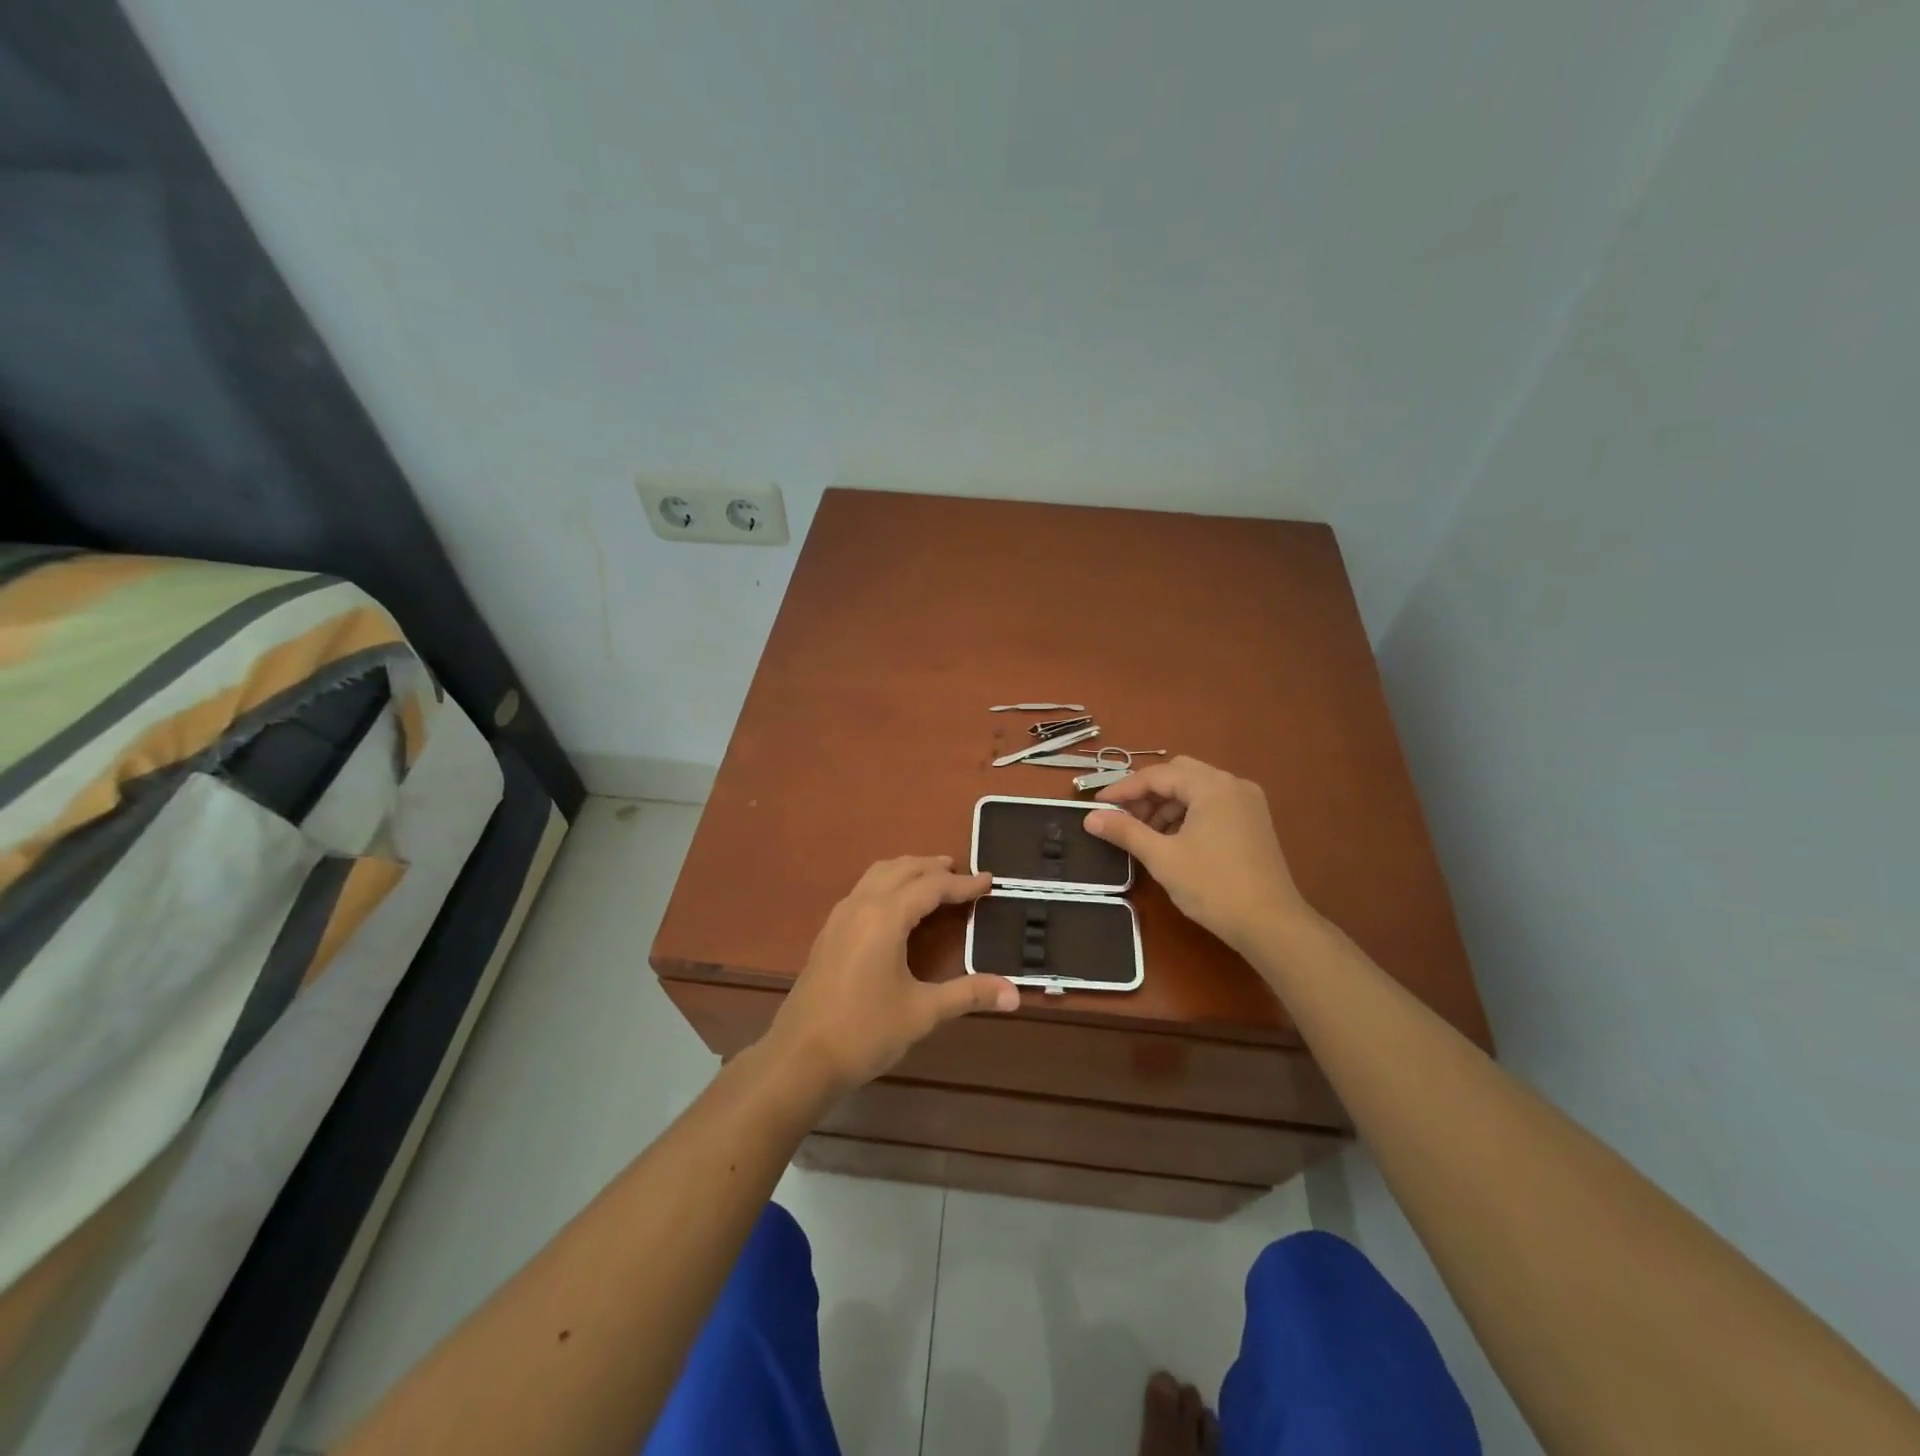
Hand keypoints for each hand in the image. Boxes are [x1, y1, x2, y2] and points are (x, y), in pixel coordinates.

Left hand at [764, 856, 1017, 1094]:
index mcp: (885, 917)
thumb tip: (1015, 994)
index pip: (931, 887)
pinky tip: (897, 906)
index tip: (989, 881)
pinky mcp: (829, 933)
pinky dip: (887, 883)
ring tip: (933, 878)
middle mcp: (861, 905)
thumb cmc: (864, 1032)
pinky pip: (863, 890)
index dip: (963, 884)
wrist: (799, 1057)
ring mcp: (840, 917)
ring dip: (908, 870)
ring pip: (878, 875)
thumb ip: (968, 995)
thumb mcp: (922, 1013)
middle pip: (902, 869)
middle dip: (934, 868)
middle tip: (963, 875)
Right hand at [1084, 757, 1317, 954]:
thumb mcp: (1162, 857)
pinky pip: (1212, 804)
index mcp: (1212, 786)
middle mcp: (1233, 784)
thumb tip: (1090, 818)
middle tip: (1124, 818)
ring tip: (1145, 834)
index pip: (1158, 775)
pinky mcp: (1254, 822)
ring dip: (1167, 805)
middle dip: (1147, 794)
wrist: (1270, 924)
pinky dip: (1188, 814)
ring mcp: (1248, 802)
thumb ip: (1124, 831)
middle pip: (1179, 774)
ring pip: (1196, 789)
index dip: (1123, 789)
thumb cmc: (1213, 886)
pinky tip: (1173, 840)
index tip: (1098, 806)